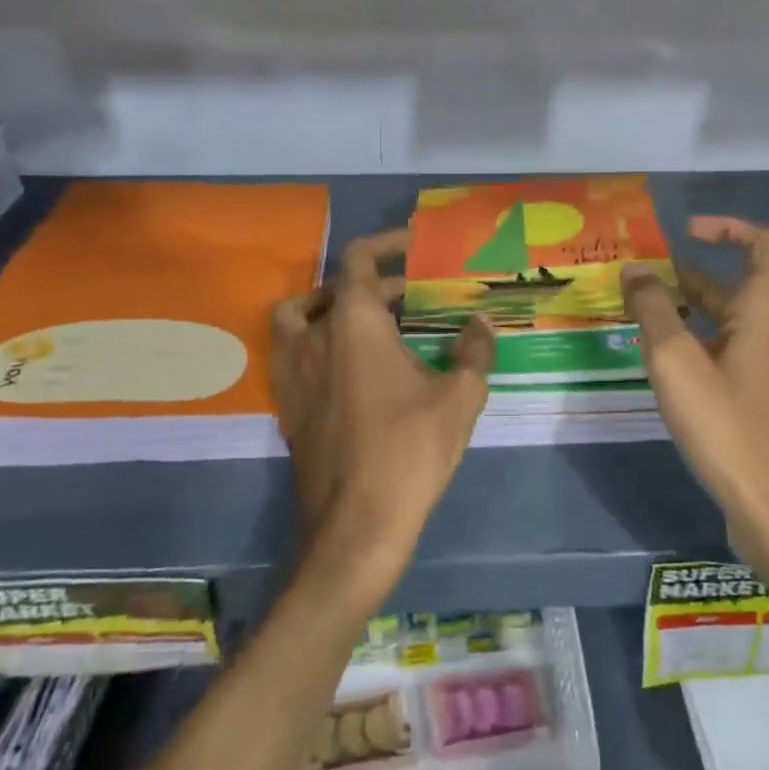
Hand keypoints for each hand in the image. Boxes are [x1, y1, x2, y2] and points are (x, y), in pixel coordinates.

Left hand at [270, 230, 495, 588]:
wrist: (355, 525)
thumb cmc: (409, 451)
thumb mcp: (459, 398)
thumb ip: (474, 352)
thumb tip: (481, 323)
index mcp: (353, 323)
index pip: (359, 259)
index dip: (386, 244)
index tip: (413, 247)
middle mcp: (314, 337)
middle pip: (333, 287)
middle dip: (375, 284)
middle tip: (412, 297)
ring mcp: (293, 372)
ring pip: (296, 316)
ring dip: (328, 306)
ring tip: (367, 321)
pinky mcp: (287, 405)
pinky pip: (293, 353)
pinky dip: (316, 342)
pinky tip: (351, 369)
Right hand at [623, 217, 768, 547]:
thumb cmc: (726, 427)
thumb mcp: (674, 363)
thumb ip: (652, 309)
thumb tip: (636, 268)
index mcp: (765, 314)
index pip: (766, 244)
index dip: (729, 228)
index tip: (687, 234)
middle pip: (753, 288)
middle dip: (704, 281)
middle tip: (662, 289)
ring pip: (757, 326)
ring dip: (717, 316)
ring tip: (675, 327)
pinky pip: (762, 362)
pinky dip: (732, 353)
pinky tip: (709, 376)